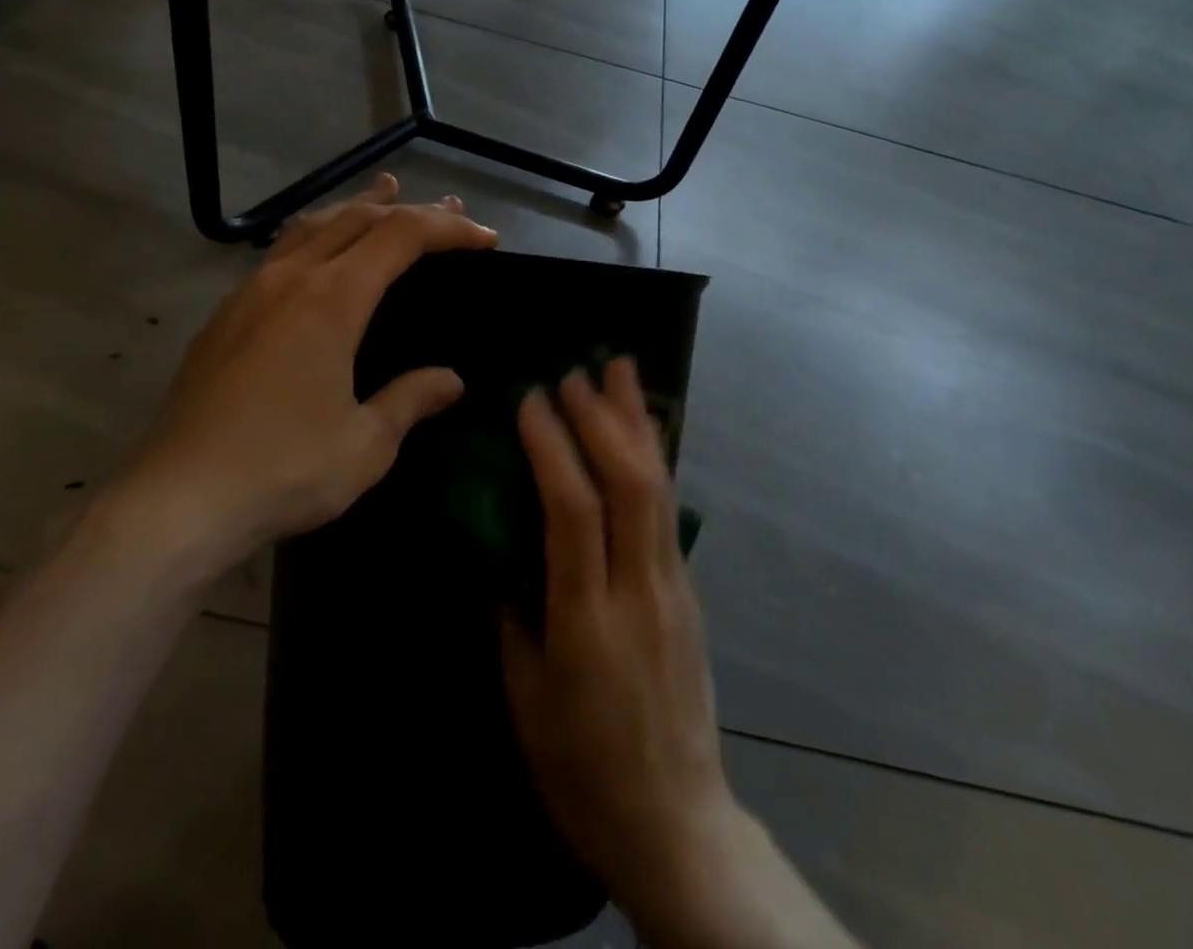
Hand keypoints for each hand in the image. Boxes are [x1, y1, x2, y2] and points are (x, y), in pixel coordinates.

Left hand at [110, 175, 496, 581]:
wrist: (175, 502)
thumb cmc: (283, 470)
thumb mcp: (366, 444)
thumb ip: (411, 399)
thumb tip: (452, 380)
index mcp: (331, 299)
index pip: (401, 235)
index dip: (448, 229)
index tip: (485, 239)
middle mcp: (289, 279)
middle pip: (357, 217)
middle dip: (409, 209)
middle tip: (450, 211)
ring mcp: (249, 293)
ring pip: (311, 225)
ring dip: (357, 208)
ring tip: (385, 194)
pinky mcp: (224, 317)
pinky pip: (281, 252)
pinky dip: (318, 236)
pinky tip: (320, 255)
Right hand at [501, 359, 739, 925]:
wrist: (676, 822)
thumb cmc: (582, 770)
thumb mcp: (525, 699)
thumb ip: (514, 614)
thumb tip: (503, 547)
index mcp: (586, 622)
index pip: (572, 512)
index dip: (552, 447)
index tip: (531, 401)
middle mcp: (638, 591)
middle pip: (628, 484)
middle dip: (601, 418)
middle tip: (574, 372)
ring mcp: (674, 587)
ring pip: (659, 486)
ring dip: (637, 422)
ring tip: (621, 370)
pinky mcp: (690, 590)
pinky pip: (668, 508)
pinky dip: (653, 456)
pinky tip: (642, 429)